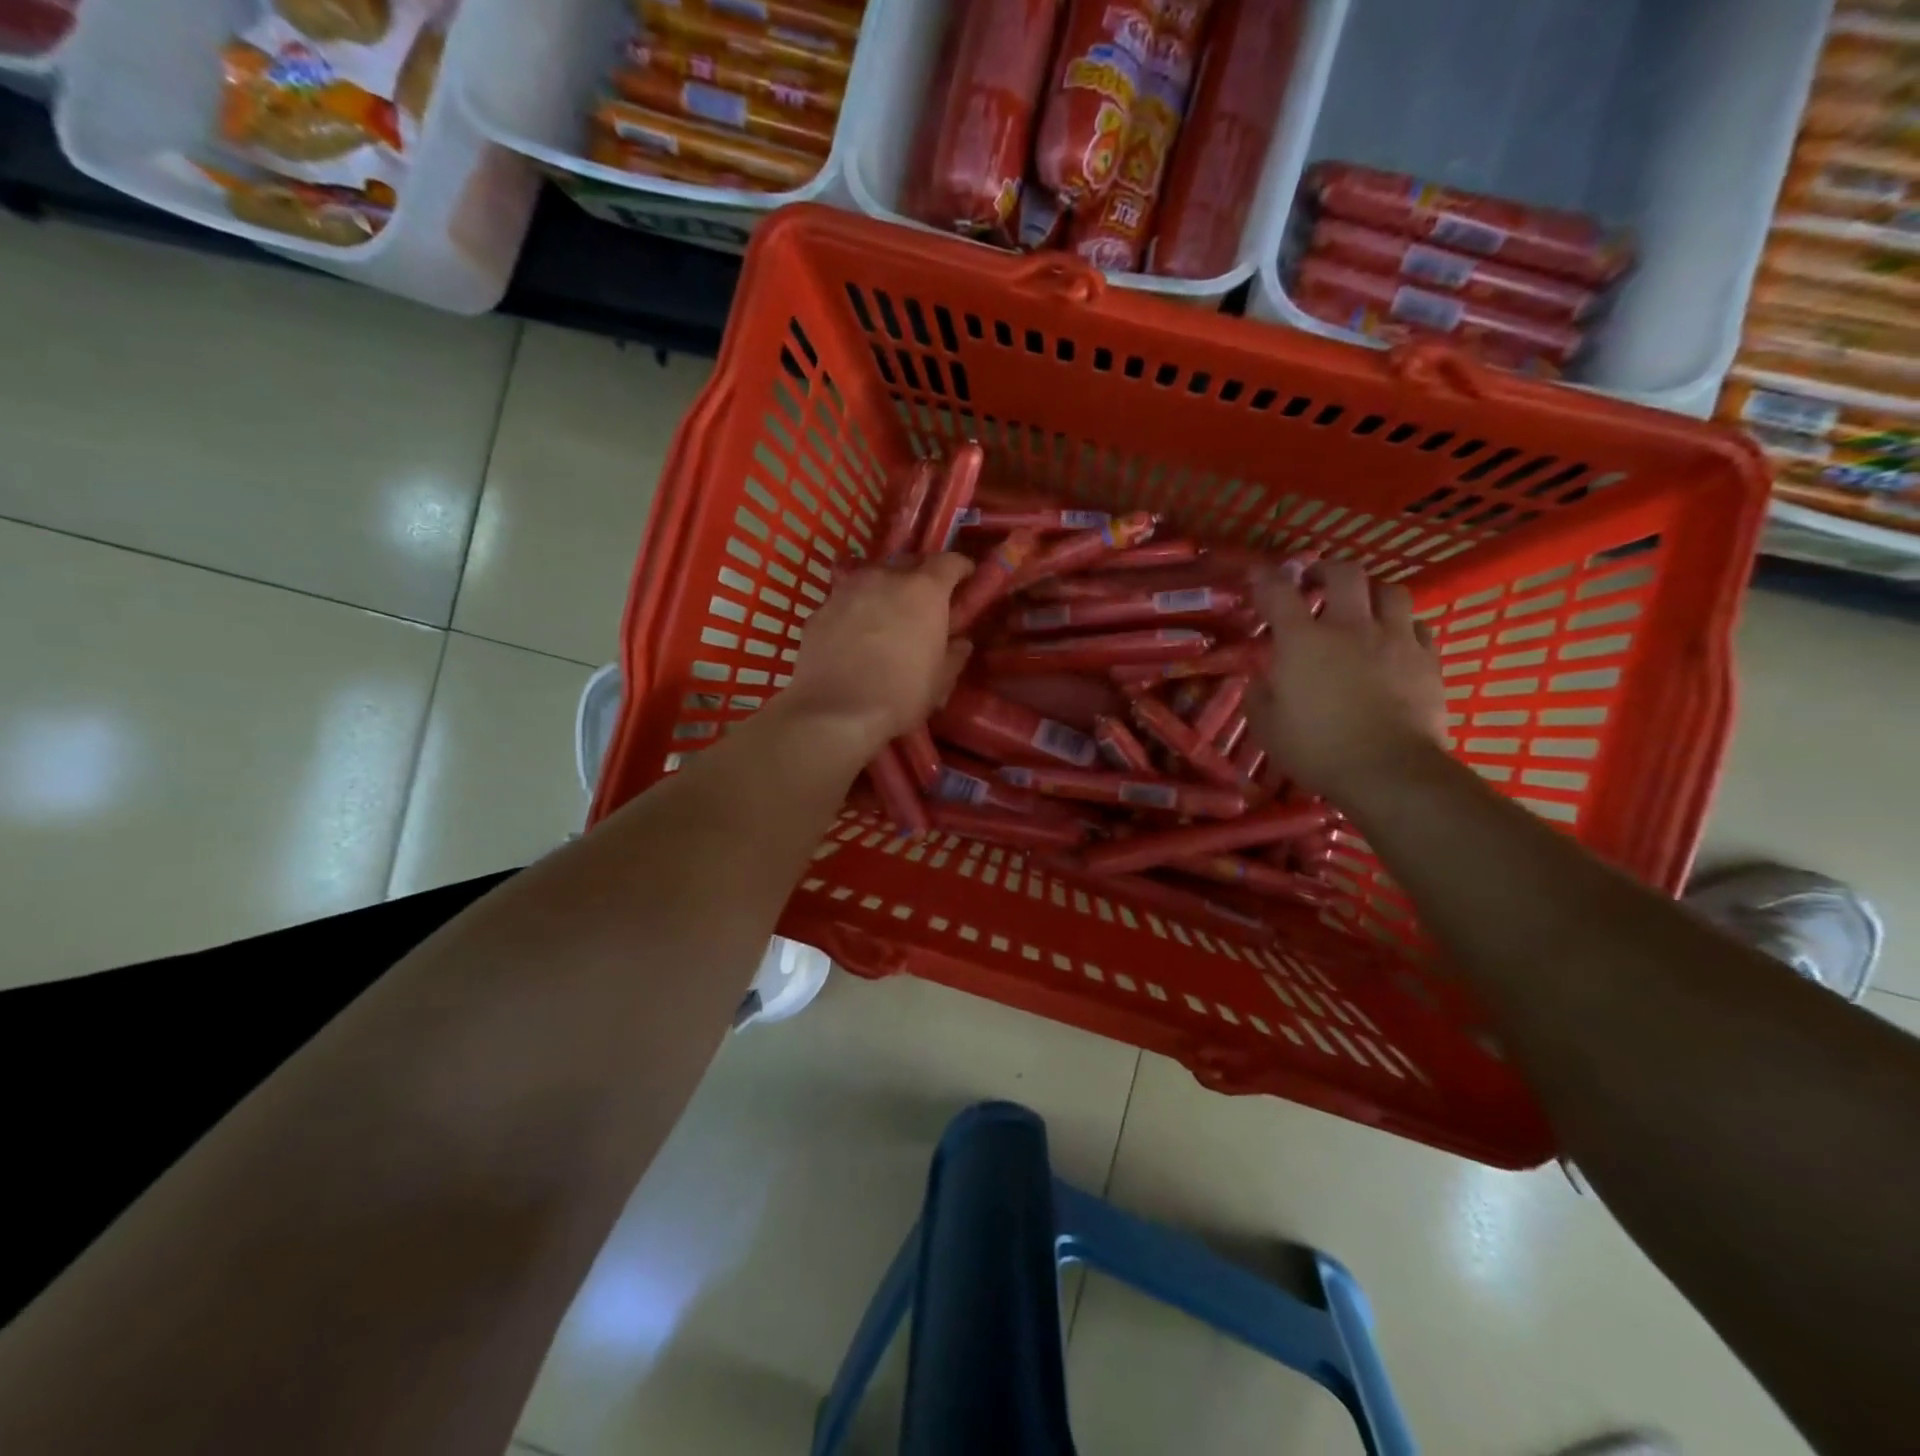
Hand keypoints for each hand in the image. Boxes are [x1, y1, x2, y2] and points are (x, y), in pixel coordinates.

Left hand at [786, 554, 974, 748]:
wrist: (835, 712)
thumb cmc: (900, 695)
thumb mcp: (940, 681)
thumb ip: (954, 654)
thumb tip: (961, 643)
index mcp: (924, 591)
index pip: (949, 562)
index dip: (960, 568)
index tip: (966, 577)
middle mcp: (884, 578)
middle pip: (907, 563)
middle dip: (920, 575)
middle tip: (925, 599)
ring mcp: (846, 590)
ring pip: (871, 578)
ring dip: (883, 590)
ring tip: (886, 614)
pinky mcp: (818, 610)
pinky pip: (844, 602)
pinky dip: (854, 611)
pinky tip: (853, 636)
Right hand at [1248, 559, 1446, 804]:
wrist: (1389, 771)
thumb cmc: (1317, 750)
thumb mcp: (1267, 727)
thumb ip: (1260, 694)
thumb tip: (1261, 677)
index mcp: (1303, 642)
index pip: (1279, 593)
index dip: (1265, 577)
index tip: (1257, 573)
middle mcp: (1350, 628)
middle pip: (1344, 574)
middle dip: (1326, 570)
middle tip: (1315, 582)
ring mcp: (1394, 640)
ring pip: (1390, 591)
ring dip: (1371, 592)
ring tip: (1362, 606)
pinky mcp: (1427, 659)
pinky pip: (1418, 625)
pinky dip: (1403, 625)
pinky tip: (1394, 639)